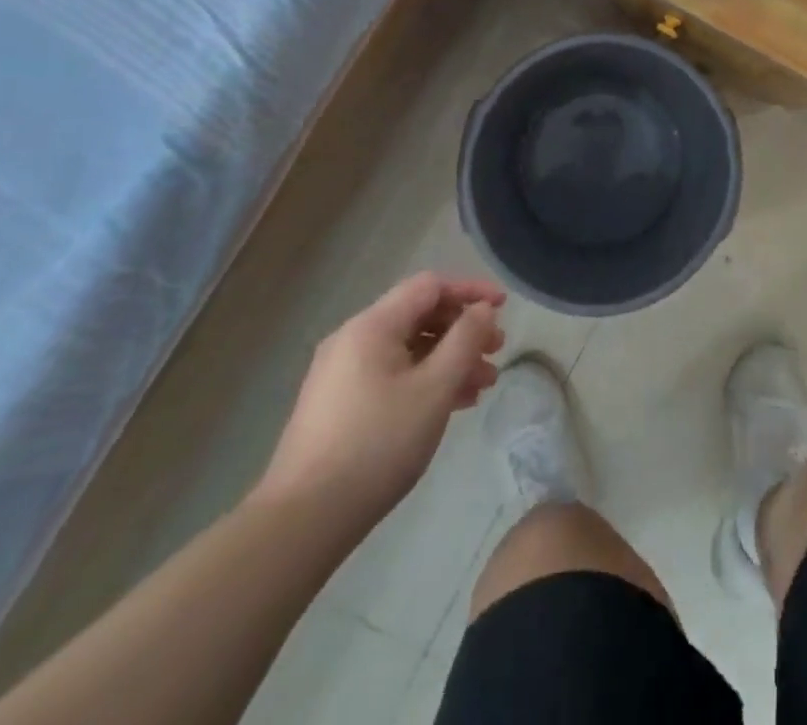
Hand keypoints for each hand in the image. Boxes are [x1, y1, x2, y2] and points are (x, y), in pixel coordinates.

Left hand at [253, 273, 505, 524]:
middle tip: (497, 351)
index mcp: (372, 326)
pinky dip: (426, 379)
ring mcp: (342, 374)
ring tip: (484, 384)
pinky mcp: (339, 405)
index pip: (430, 286)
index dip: (470, 291)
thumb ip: (465, 340)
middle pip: (419, 315)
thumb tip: (483, 309)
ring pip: (408, 349)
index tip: (504, 307)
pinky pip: (392, 374)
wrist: (303, 520)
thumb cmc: (377, 443)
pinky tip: (452, 404)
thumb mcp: (434, 388)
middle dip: (463, 329)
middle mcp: (353, 339)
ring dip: (449, 359)